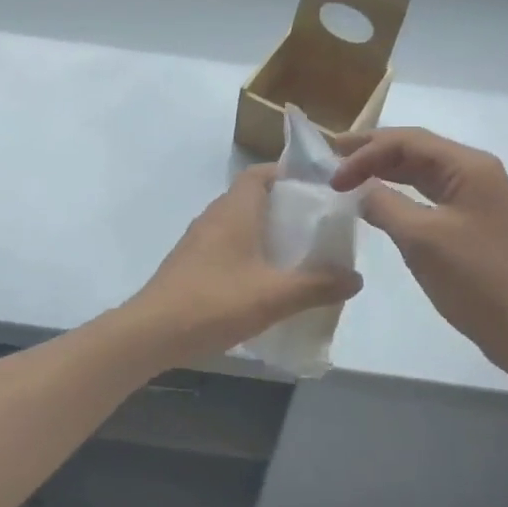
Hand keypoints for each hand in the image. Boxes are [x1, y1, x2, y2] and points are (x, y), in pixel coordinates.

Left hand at [124, 166, 362, 364]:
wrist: (151, 333)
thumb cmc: (214, 302)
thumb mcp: (274, 296)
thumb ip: (318, 285)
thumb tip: (356, 277)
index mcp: (234, 210)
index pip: (260, 173)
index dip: (288, 174)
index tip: (317, 189)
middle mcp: (214, 216)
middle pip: (253, 197)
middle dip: (285, 207)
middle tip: (317, 226)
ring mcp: (198, 240)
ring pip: (239, 223)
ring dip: (266, 232)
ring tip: (297, 254)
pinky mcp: (190, 263)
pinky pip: (226, 245)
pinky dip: (248, 252)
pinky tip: (264, 281)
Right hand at [331, 128, 507, 377]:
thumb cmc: (475, 279)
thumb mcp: (421, 239)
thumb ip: (384, 205)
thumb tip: (360, 191)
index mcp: (468, 166)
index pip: (408, 141)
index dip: (366, 152)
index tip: (333, 177)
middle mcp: (474, 172)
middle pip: (416, 149)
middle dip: (373, 152)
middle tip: (333, 159)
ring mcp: (476, 197)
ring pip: (422, 172)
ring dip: (385, 171)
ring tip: (349, 175)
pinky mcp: (472, 221)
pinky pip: (429, 195)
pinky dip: (401, 194)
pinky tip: (379, 202)